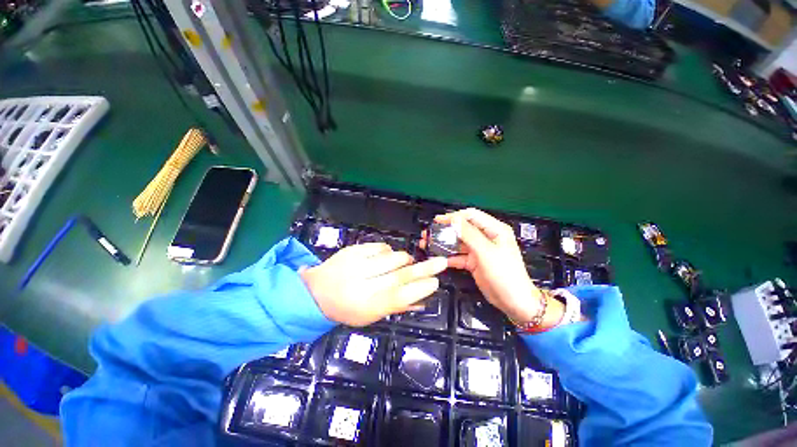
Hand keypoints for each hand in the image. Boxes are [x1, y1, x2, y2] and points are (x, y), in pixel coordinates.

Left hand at [301, 243, 447, 326]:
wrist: (315, 291)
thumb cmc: (345, 308)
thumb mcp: (369, 315)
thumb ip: (396, 306)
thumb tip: (422, 299)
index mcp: (365, 306)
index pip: (398, 297)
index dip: (419, 289)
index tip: (435, 282)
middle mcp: (360, 284)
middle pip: (398, 275)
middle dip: (424, 269)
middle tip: (441, 262)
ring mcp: (355, 264)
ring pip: (392, 257)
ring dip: (405, 259)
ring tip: (405, 263)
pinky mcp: (352, 250)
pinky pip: (380, 247)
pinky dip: (389, 252)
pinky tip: (385, 258)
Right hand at [434, 208, 546, 323]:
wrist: (513, 302)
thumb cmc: (505, 274)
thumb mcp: (486, 252)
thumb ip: (469, 234)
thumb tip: (454, 220)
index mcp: (495, 229)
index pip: (471, 216)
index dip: (454, 216)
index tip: (438, 220)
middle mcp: (486, 237)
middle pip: (463, 229)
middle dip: (446, 230)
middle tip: (431, 232)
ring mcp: (479, 250)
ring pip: (458, 242)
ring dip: (445, 243)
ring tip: (429, 243)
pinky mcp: (474, 261)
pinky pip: (458, 256)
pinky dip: (449, 256)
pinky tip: (438, 258)